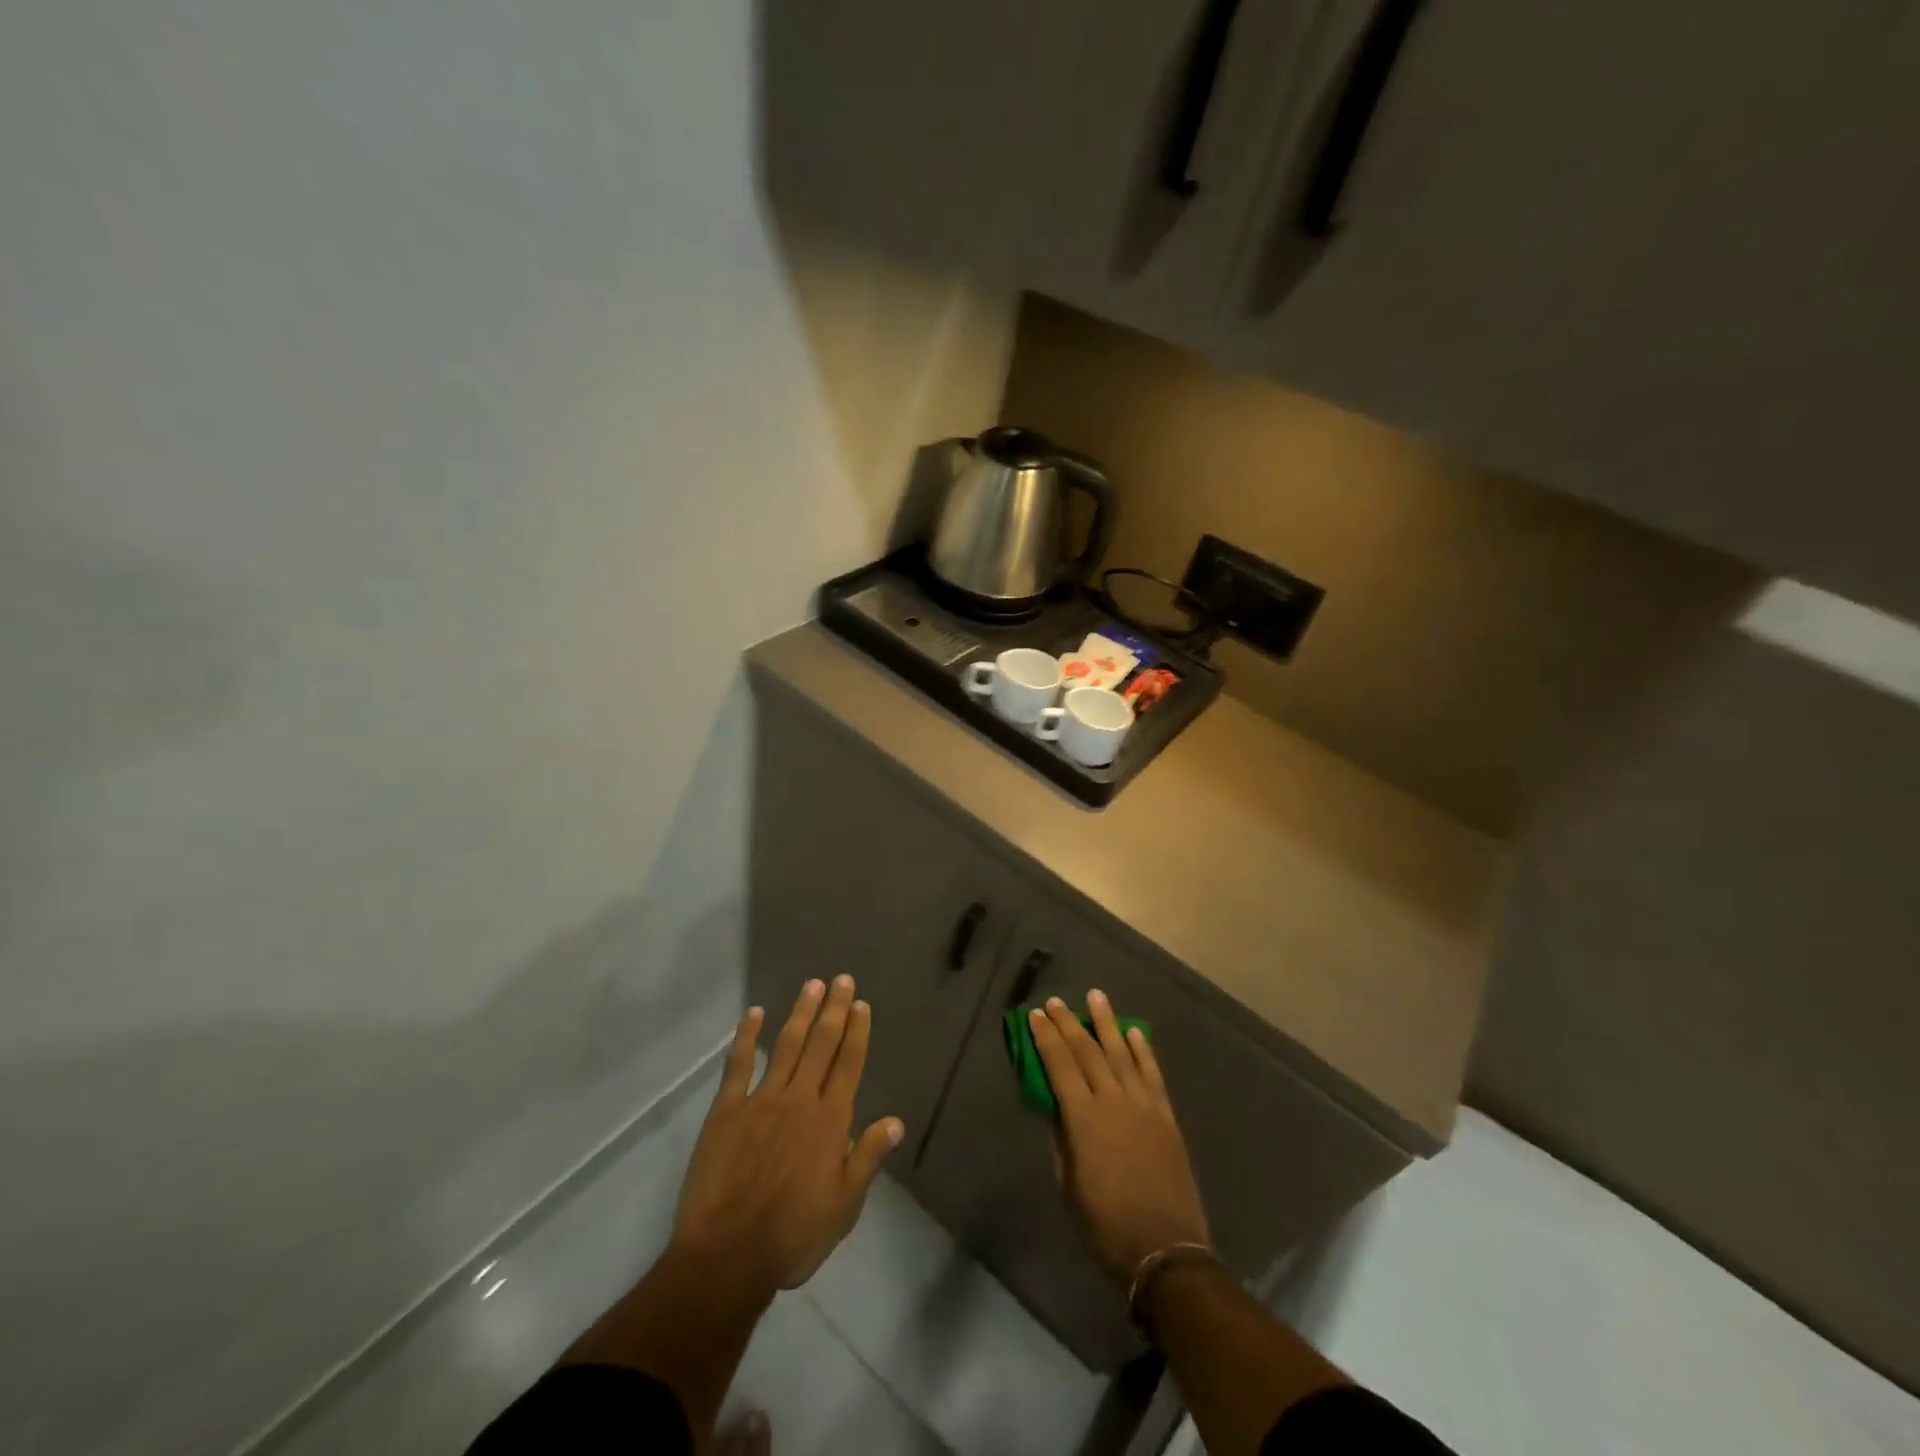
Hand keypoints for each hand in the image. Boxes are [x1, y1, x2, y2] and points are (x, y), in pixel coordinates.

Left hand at [670, 976, 903, 1298]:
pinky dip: (746, 1038)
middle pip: (821, 1045)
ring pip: (786, 1046)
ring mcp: (761, 1101)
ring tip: (811, 985)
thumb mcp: (843, 1207)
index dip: (856, 1032)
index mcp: (830, 1121)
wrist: (727, 1257)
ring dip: (800, 1013)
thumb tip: (895, 1121)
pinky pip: (738, 1066)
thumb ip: (867, 1159)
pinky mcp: (726, 1111)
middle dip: (834, 1010)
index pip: (849, 1065)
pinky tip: (753, 1014)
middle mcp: (799, 1100)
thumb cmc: (792, 1237)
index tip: (861, 1004)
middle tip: (841, 979)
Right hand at [1030, 991, 1210, 1284]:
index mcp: (1083, 1119)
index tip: (1035, 1016)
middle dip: (1069, 1024)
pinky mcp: (1166, 1115)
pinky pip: (1152, 1074)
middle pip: (1087, 1052)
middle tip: (1056, 1001)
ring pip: (1121, 1053)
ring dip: (1107, 1023)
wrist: (1165, 1249)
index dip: (1045, 1039)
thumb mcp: (1068, 1184)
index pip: (1059, 1066)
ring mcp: (1143, 1105)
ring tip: (1096, 996)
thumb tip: (1053, 1105)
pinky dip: (1143, 1050)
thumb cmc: (1105, 1224)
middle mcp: (1113, 1101)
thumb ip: (1061, 1138)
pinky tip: (1134, 1032)